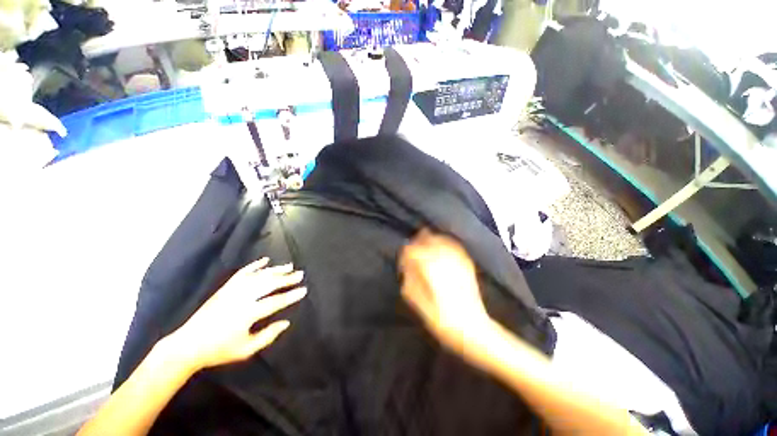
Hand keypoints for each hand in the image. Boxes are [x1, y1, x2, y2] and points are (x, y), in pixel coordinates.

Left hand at [168, 258, 306, 371]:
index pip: (275, 302)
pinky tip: (265, 261)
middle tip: (300, 274)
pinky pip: (242, 273)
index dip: (291, 296)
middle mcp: (241, 299)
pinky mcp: (225, 288)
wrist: (187, 345)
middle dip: (286, 278)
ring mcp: (232, 291)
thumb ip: (268, 336)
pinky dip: (255, 266)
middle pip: (269, 284)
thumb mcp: (246, 350)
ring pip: (258, 276)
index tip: (304, 290)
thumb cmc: (219, 350)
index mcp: (247, 314)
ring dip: (275, 270)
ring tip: (289, 266)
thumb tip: (286, 322)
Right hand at [399, 229, 492, 351]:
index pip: (414, 251)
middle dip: (418, 241)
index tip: (402, 260)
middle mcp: (444, 261)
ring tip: (424, 241)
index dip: (406, 253)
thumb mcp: (419, 305)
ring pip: (441, 240)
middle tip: (412, 248)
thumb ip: (410, 282)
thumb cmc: (442, 321)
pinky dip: (446, 242)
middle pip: (428, 240)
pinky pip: (455, 246)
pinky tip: (442, 245)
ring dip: (431, 239)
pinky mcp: (467, 265)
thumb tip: (406, 268)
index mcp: (431, 270)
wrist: (473, 329)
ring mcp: (457, 261)